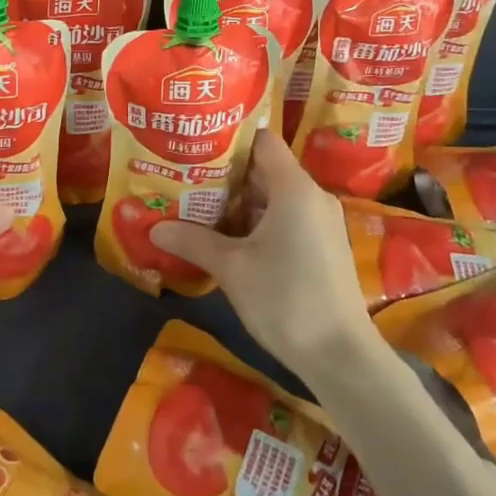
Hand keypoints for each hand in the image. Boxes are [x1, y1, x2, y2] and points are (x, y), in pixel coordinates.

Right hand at [149, 130, 375, 377]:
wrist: (341, 356)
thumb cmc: (285, 300)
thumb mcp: (232, 269)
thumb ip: (193, 241)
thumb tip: (154, 229)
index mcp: (294, 188)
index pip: (262, 140)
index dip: (229, 139)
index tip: (196, 145)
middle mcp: (312, 196)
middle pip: (265, 168)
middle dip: (225, 174)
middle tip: (186, 177)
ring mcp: (321, 222)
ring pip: (274, 196)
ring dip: (239, 202)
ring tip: (198, 207)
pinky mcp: (323, 245)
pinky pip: (286, 218)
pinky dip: (258, 221)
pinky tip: (227, 238)